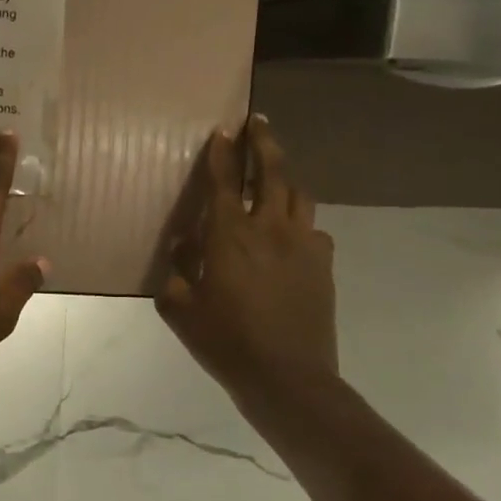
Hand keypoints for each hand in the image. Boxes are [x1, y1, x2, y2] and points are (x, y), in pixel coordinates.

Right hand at [156, 115, 337, 407]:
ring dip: (285, 174)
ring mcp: (303, 244)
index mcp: (231, 235)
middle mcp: (270, 228)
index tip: (222, 130)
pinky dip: (299, 220)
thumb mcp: (181, 309)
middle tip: (258, 122)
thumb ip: (177, 270)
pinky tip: (291, 232)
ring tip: (276, 169)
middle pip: (272, 172)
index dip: (222, 153)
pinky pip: (313, 229)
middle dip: (263, 142)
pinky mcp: (323, 264)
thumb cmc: (226, 342)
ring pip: (298, 194)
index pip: (224, 181)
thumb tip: (184, 243)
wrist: (289, 378)